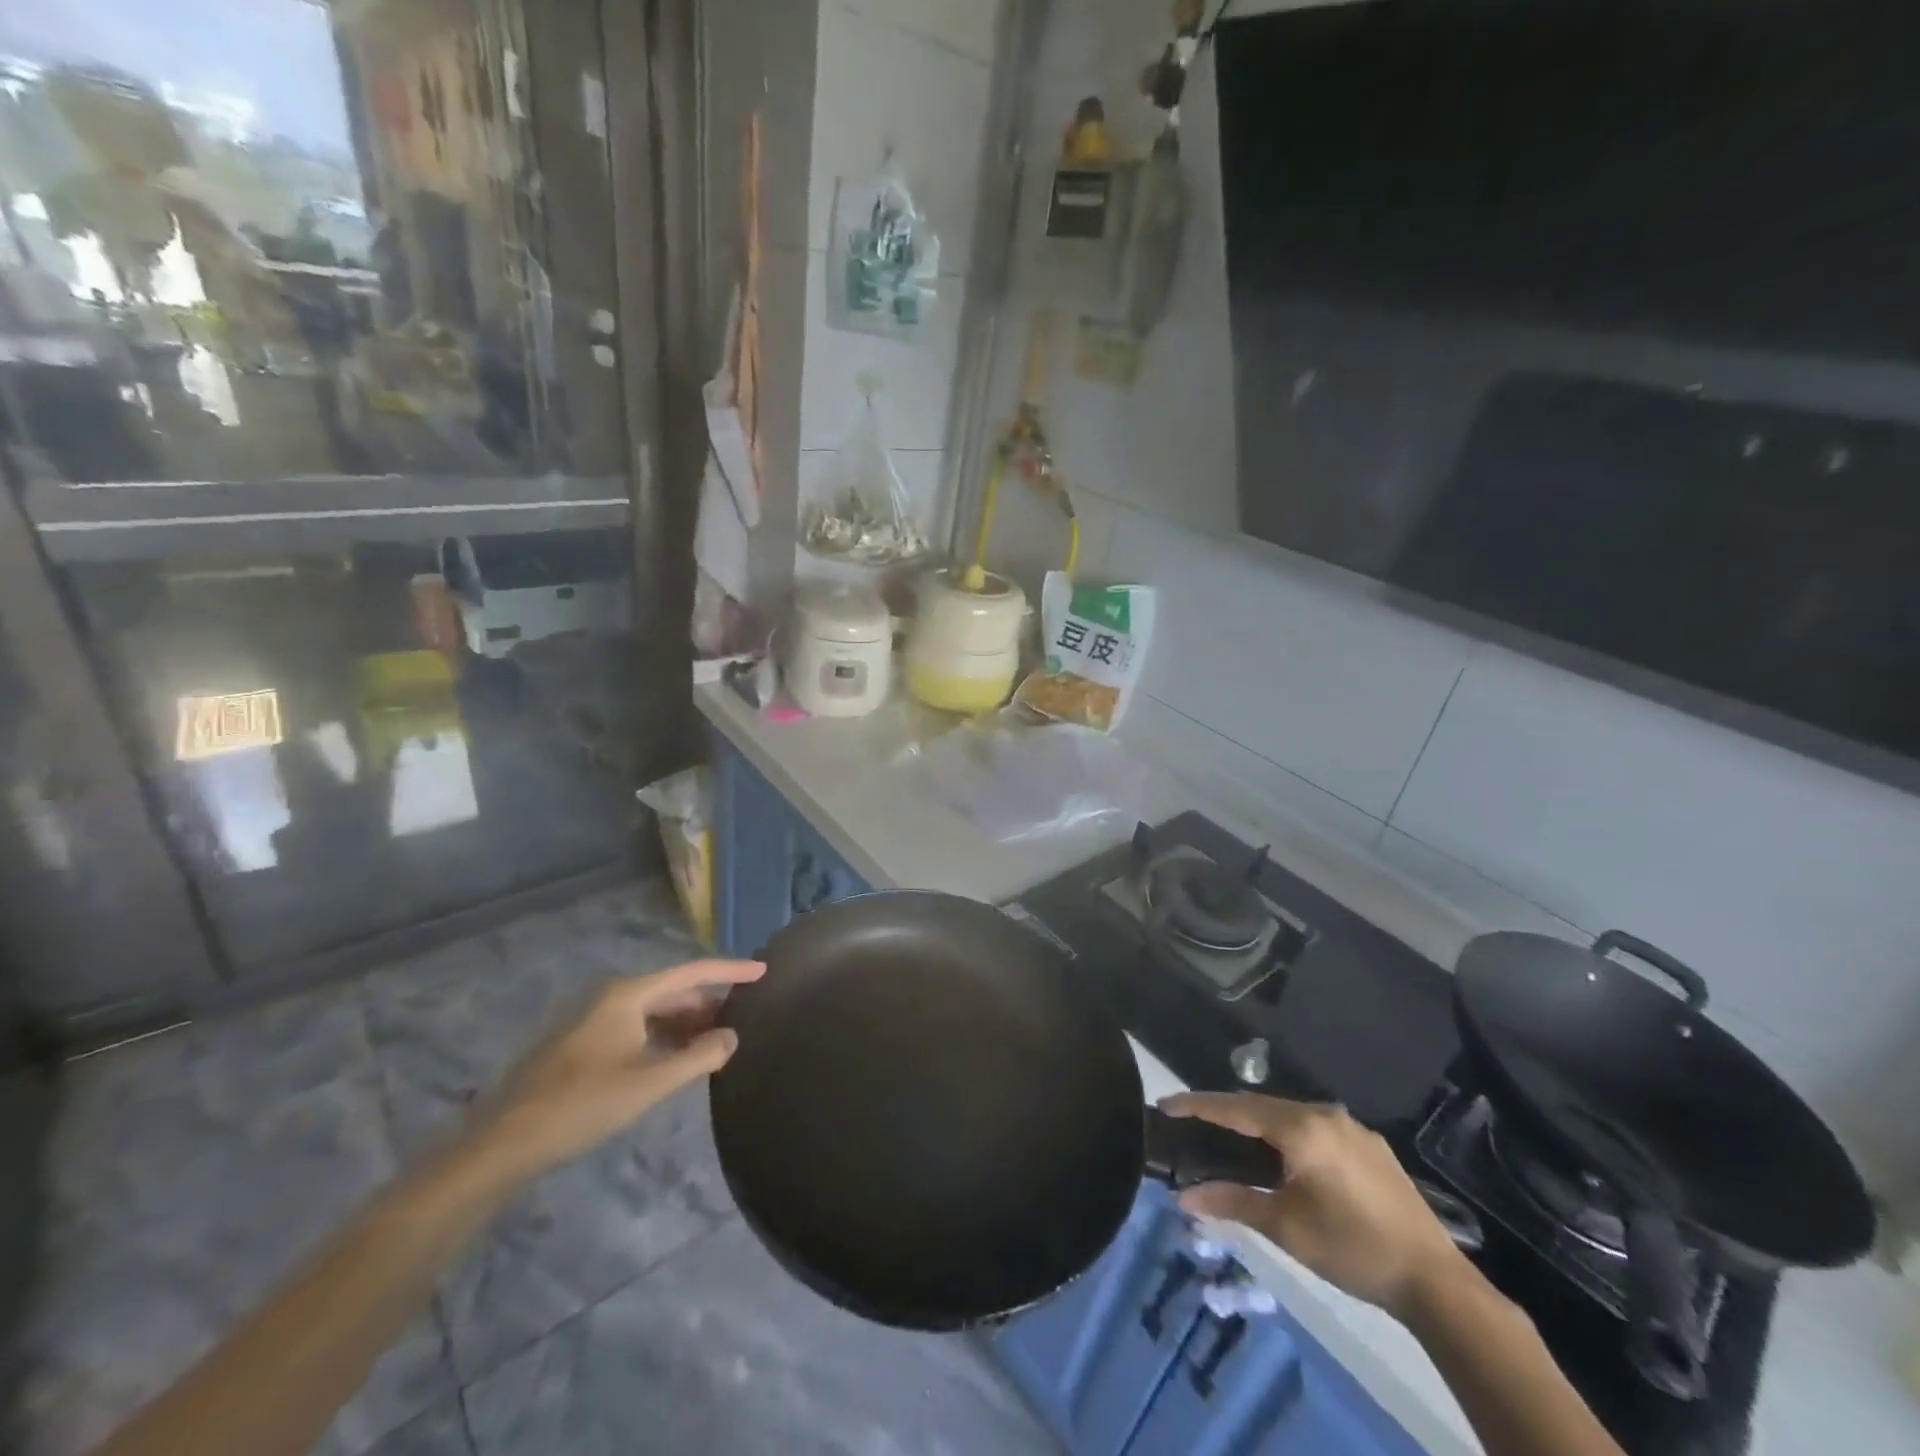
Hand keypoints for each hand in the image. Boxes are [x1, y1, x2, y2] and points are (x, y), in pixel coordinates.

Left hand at [463, 958, 764, 1188]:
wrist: (504, 1144)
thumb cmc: (581, 1105)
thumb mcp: (648, 1083)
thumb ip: (697, 1058)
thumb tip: (733, 1037)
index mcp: (628, 995)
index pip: (692, 972)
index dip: (730, 971)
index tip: (764, 971)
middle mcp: (614, 998)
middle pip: (674, 990)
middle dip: (711, 1001)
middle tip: (748, 1013)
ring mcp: (597, 1020)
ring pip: (656, 1011)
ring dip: (689, 1022)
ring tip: (723, 1037)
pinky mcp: (586, 1045)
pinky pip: (640, 1029)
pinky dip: (666, 1037)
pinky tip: (682, 1057)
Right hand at [1159, 1092, 1469, 1320]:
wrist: (1436, 1282)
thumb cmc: (1352, 1249)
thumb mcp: (1285, 1227)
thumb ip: (1232, 1202)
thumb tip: (1184, 1197)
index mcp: (1301, 1128)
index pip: (1235, 1108)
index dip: (1197, 1106)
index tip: (1165, 1105)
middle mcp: (1324, 1114)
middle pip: (1260, 1106)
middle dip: (1224, 1113)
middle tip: (1192, 1124)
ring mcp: (1351, 1127)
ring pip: (1289, 1115)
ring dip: (1257, 1124)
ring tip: (1230, 1139)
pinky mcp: (1370, 1145)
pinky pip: (1314, 1127)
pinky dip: (1287, 1134)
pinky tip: (1282, 1157)